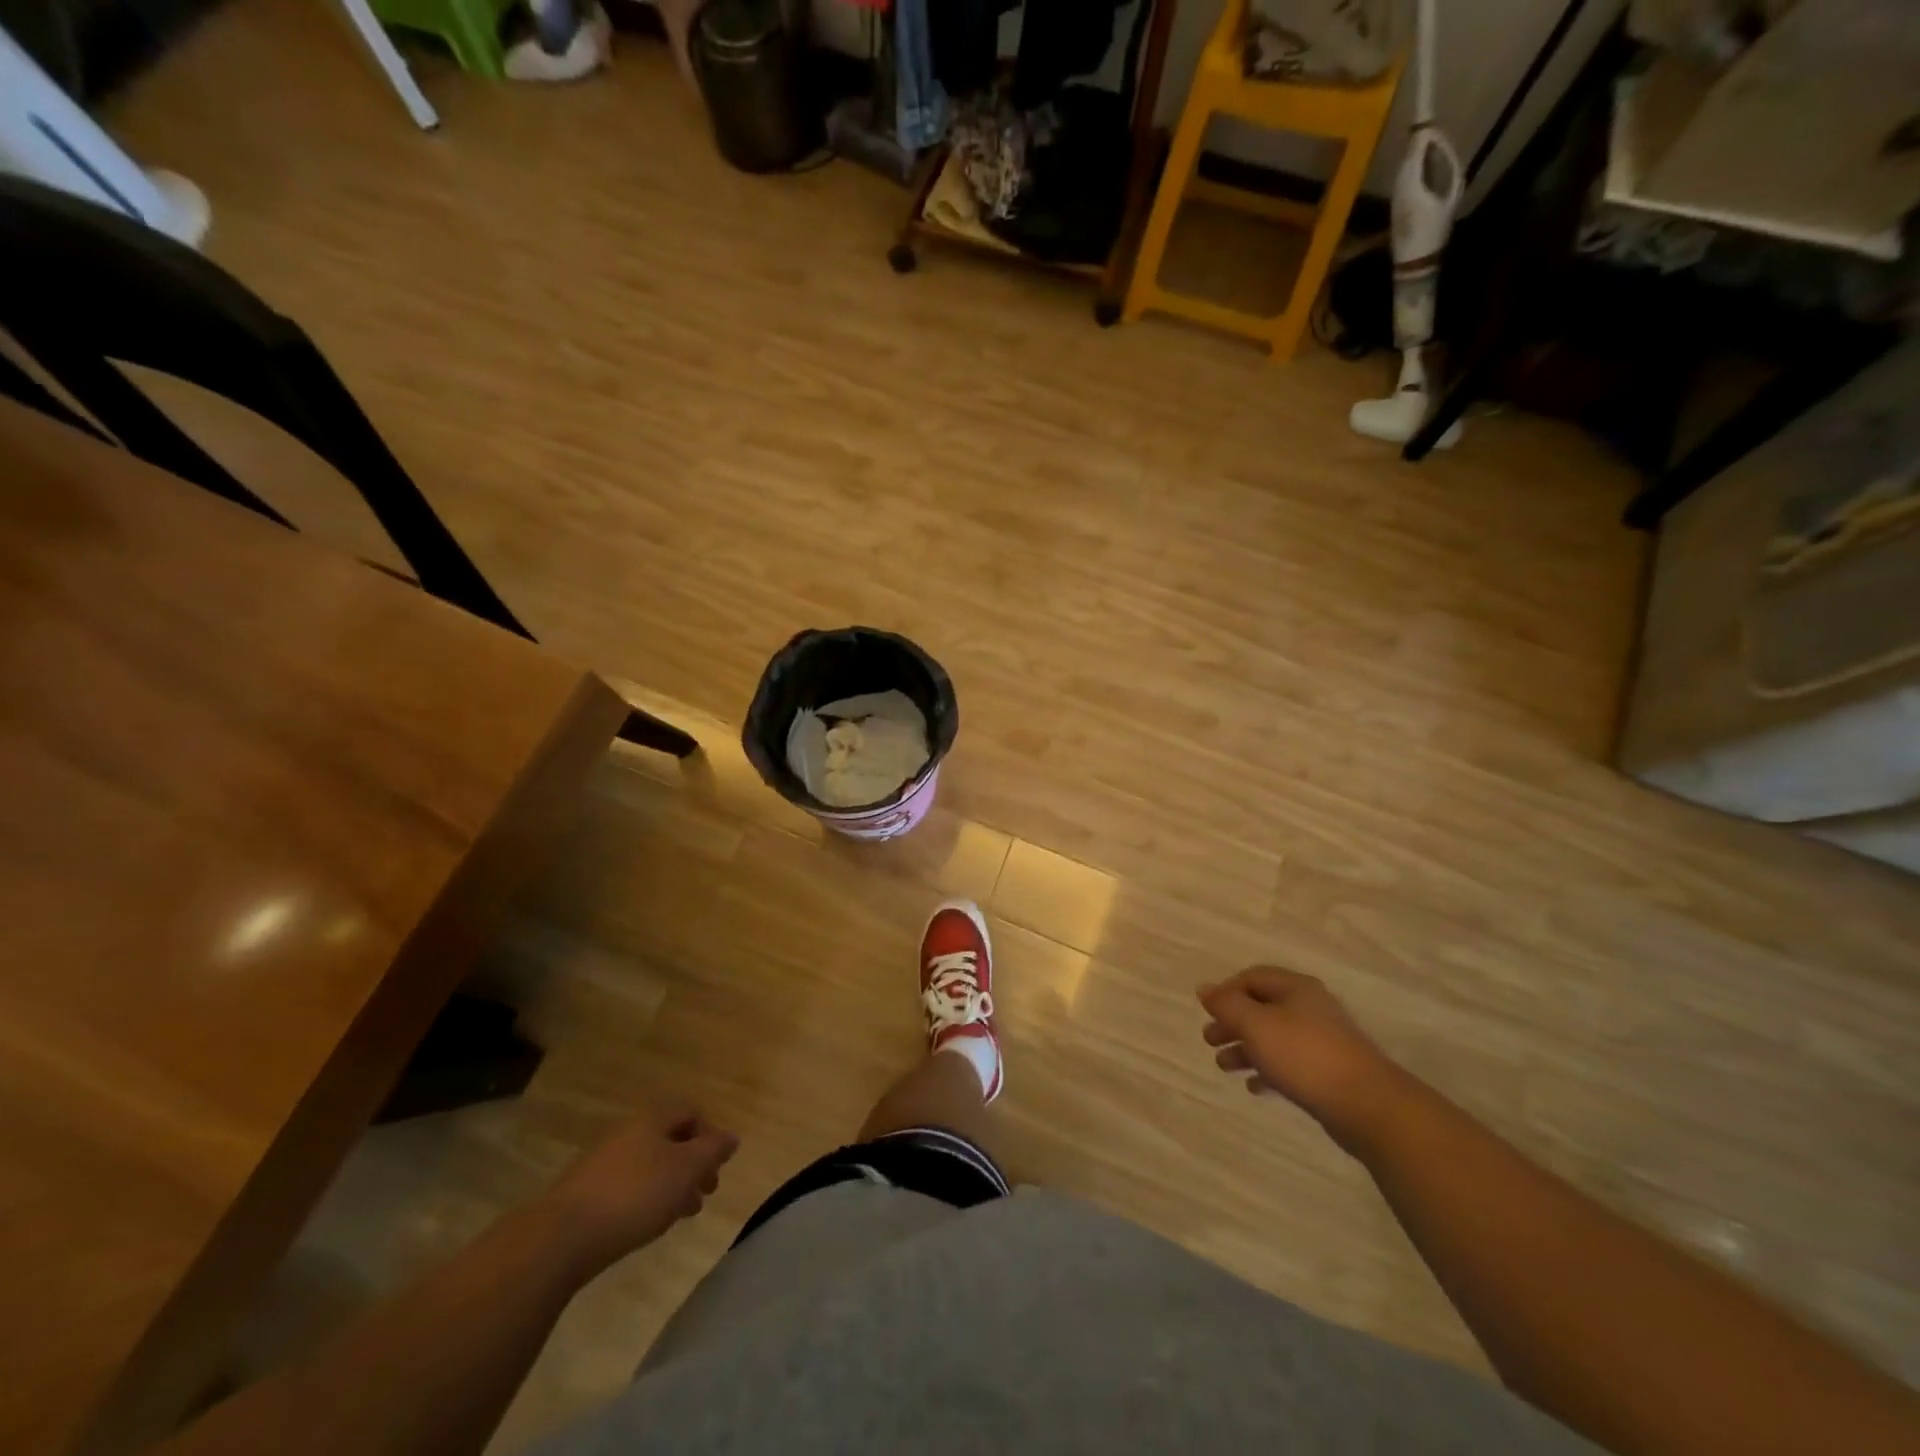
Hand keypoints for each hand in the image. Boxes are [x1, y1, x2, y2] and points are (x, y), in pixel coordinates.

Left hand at [545, 1106, 738, 1272]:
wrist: (561, 1237)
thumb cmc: (635, 1194)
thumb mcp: (686, 1169)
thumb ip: (713, 1151)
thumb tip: (731, 1137)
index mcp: (652, 1119)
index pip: (690, 1111)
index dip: (710, 1133)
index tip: (719, 1165)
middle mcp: (628, 1133)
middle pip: (670, 1139)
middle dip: (693, 1163)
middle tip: (707, 1192)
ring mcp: (603, 1163)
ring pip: (650, 1165)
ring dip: (672, 1184)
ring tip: (682, 1214)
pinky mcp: (585, 1194)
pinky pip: (628, 1186)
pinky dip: (646, 1199)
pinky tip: (647, 1224)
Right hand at [1199, 967, 1411, 1152]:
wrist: (1368, 1106)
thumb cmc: (1304, 1055)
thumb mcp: (1256, 1024)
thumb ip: (1227, 1005)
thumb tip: (1204, 989)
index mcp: (1296, 988)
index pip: (1252, 977)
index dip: (1226, 991)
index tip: (1207, 1013)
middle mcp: (1310, 1008)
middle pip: (1262, 1008)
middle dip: (1232, 1023)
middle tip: (1209, 1041)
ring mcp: (1322, 1041)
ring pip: (1273, 1037)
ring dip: (1246, 1048)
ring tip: (1224, 1066)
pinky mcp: (1329, 1072)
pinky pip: (1289, 1064)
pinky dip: (1268, 1071)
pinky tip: (1254, 1087)